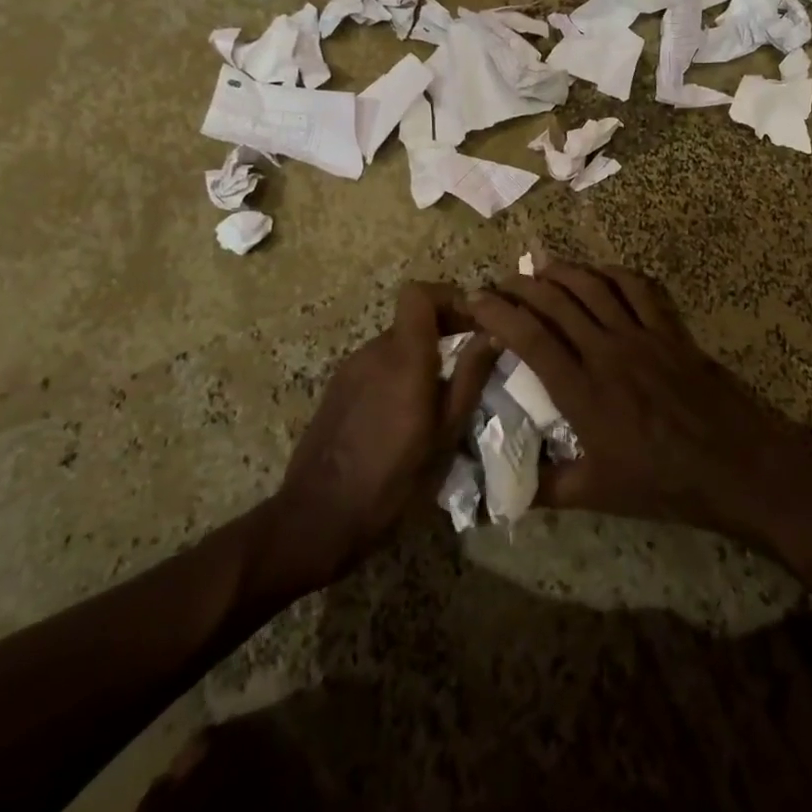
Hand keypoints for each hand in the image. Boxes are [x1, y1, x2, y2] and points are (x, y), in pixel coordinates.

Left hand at [271, 282, 495, 586]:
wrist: (318, 519)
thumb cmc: (393, 479)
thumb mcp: (446, 433)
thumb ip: (470, 377)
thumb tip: (494, 334)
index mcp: (403, 356)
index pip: (419, 293)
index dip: (448, 297)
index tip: (474, 323)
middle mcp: (373, 351)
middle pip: (412, 319)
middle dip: (443, 332)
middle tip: (468, 366)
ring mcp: (349, 369)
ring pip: (395, 344)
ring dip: (421, 357)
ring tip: (439, 398)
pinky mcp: (336, 389)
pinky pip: (376, 366)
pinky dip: (398, 375)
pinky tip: (405, 417)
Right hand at [465, 262, 811, 539]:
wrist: (736, 465)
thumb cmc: (664, 483)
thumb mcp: (599, 494)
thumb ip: (547, 488)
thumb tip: (501, 496)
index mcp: (583, 392)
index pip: (530, 338)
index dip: (498, 313)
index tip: (476, 299)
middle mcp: (607, 352)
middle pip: (557, 302)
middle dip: (522, 286)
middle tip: (500, 281)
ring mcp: (642, 335)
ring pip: (594, 287)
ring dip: (563, 271)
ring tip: (539, 265)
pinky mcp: (670, 330)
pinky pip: (639, 287)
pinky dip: (613, 273)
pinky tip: (598, 272)